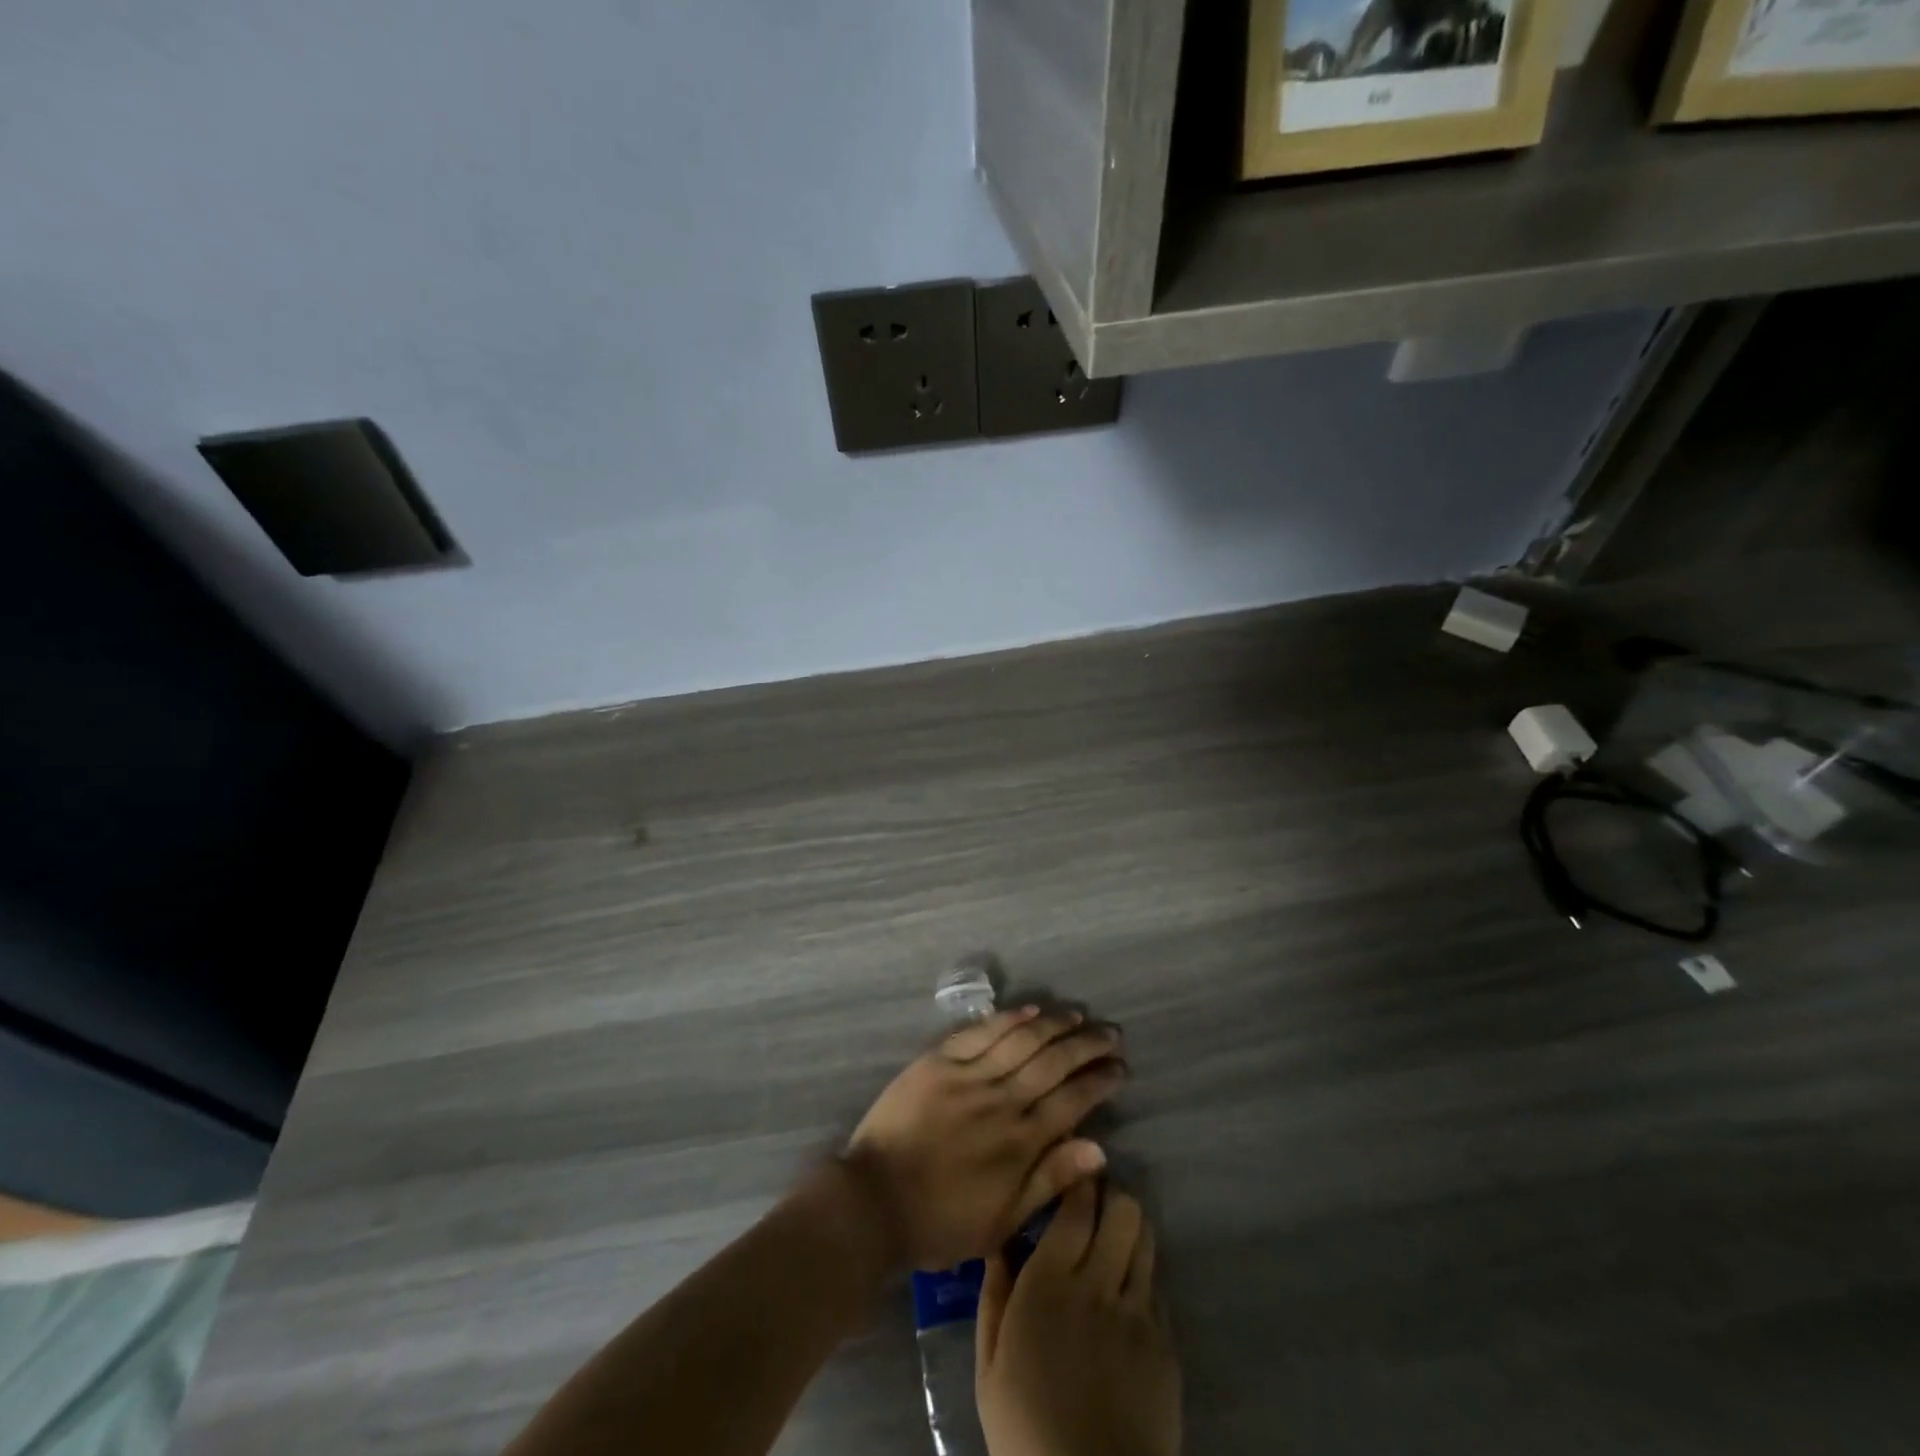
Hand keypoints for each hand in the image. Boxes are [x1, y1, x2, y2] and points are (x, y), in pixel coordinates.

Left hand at [844, 1007, 1122, 1269]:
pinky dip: (1008, 1019)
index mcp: (1020, 1142)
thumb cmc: (940, 1221)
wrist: (874, 1201)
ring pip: (1022, 1040)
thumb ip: (1050, 1181)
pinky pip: (981, 1032)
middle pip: (1053, 1062)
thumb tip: (1098, 1148)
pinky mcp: (939, 1061)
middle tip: (1110, 1033)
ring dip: (1054, 1025)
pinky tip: (1030, 1010)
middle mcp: (1001, 1101)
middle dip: (1087, 1045)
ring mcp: (969, 1076)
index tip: (1119, 1067)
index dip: (1099, 1081)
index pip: (1072, 1100)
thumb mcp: (1002, 1222)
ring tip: (1077, 1015)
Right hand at [975, 1183, 1180, 1455]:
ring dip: (1132, 1229)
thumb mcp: (989, 1366)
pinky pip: (1157, 1289)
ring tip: (1117, 1238)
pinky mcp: (1165, 1346)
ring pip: (1146, 1240)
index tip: (1074, 1172)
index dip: (1080, 1181)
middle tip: (1097, 1203)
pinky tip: (1128, 1294)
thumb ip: (994, 1296)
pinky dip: (1143, 1278)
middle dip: (1112, 1197)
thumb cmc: (1024, 1430)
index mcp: (1049, 1283)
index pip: (1076, 1207)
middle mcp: (1098, 1285)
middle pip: (1123, 1211)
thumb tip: (1001, 1244)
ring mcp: (1137, 1314)